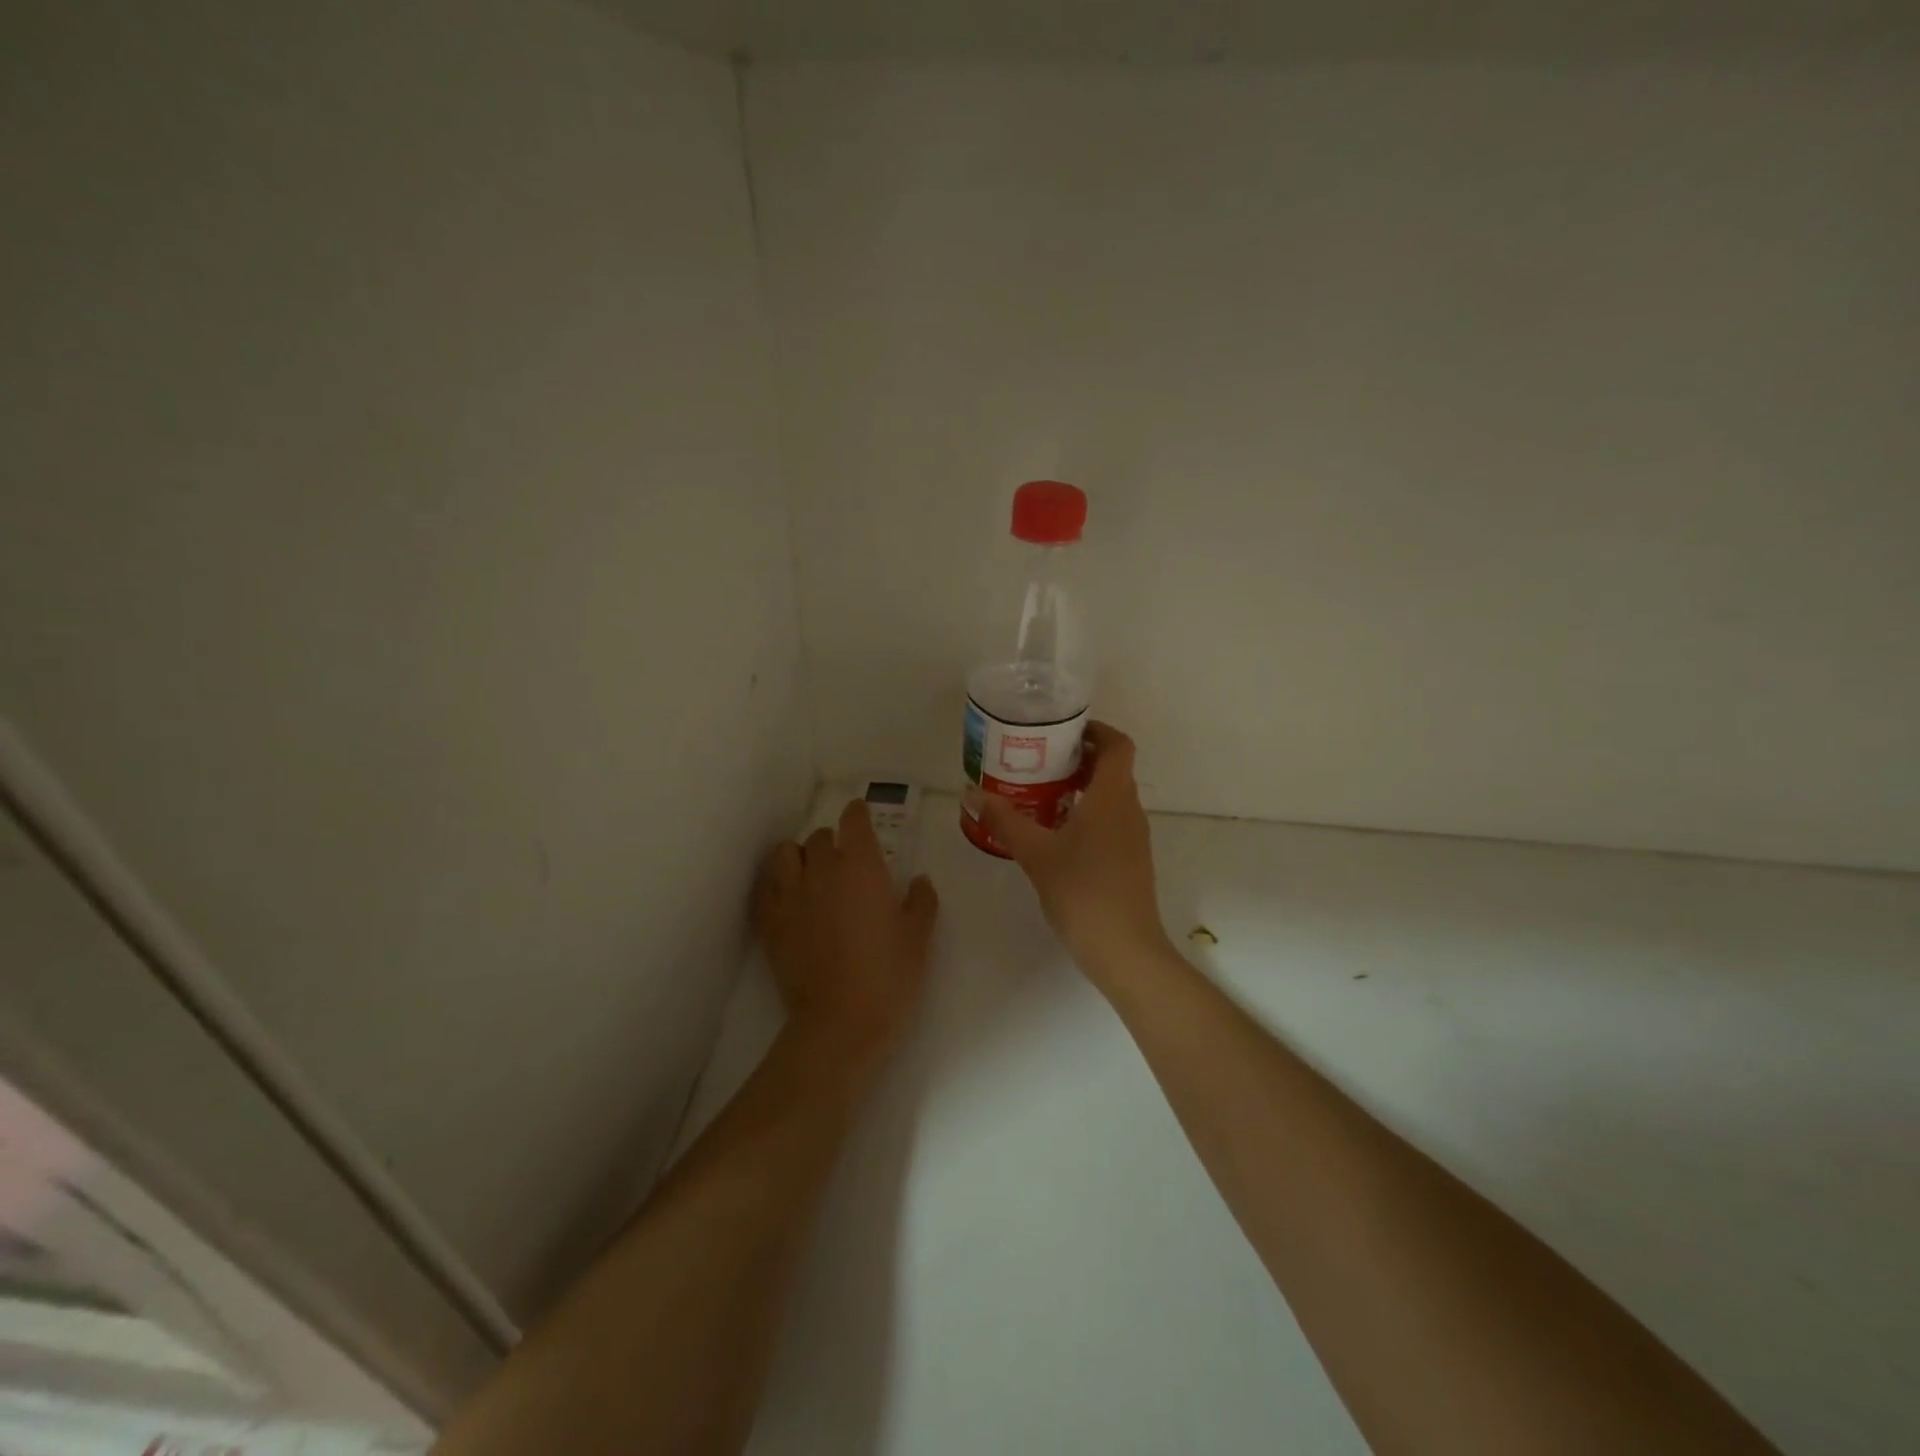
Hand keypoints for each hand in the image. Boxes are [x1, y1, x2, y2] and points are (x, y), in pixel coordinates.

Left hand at [755, 799, 939, 1057]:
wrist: (841, 1022)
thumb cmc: (889, 975)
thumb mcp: (919, 937)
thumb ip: (921, 900)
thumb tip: (918, 880)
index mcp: (860, 866)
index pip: (853, 819)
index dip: (858, 815)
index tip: (863, 820)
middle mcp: (821, 870)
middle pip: (819, 836)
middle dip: (833, 842)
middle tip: (846, 864)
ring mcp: (789, 896)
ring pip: (783, 854)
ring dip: (797, 857)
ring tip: (810, 875)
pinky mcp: (769, 922)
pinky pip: (764, 888)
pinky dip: (775, 885)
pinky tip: (788, 900)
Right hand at [979, 722, 1172, 979]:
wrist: (1125, 950)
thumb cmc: (1082, 892)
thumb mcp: (1035, 853)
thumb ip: (1005, 820)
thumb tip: (972, 792)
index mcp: (1112, 797)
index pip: (1118, 745)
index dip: (1096, 730)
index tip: (1064, 730)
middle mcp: (1129, 810)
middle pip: (1113, 768)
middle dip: (1080, 758)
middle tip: (1039, 759)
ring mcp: (1134, 838)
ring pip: (1111, 796)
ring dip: (1082, 787)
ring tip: (1041, 792)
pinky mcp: (1130, 861)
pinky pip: (1111, 821)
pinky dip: (1087, 813)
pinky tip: (1056, 833)